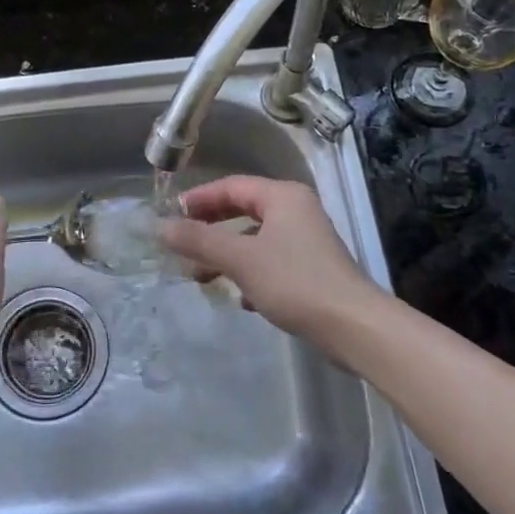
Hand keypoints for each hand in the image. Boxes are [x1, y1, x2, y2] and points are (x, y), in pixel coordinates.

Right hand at [159, 175, 375, 344]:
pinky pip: (271, 261)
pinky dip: (250, 273)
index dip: (199, 199)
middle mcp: (296, 211)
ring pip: (255, 240)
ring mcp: (307, 241)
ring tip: (201, 278)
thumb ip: (199, 240)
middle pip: (243, 211)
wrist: (354, 327)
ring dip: (226, 255)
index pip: (232, 186)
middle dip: (210, 230)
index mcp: (282, 197)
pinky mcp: (312, 269)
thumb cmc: (294, 281)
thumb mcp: (240, 258)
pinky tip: (241, 299)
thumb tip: (160, 227)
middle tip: (181, 245)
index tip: (171, 216)